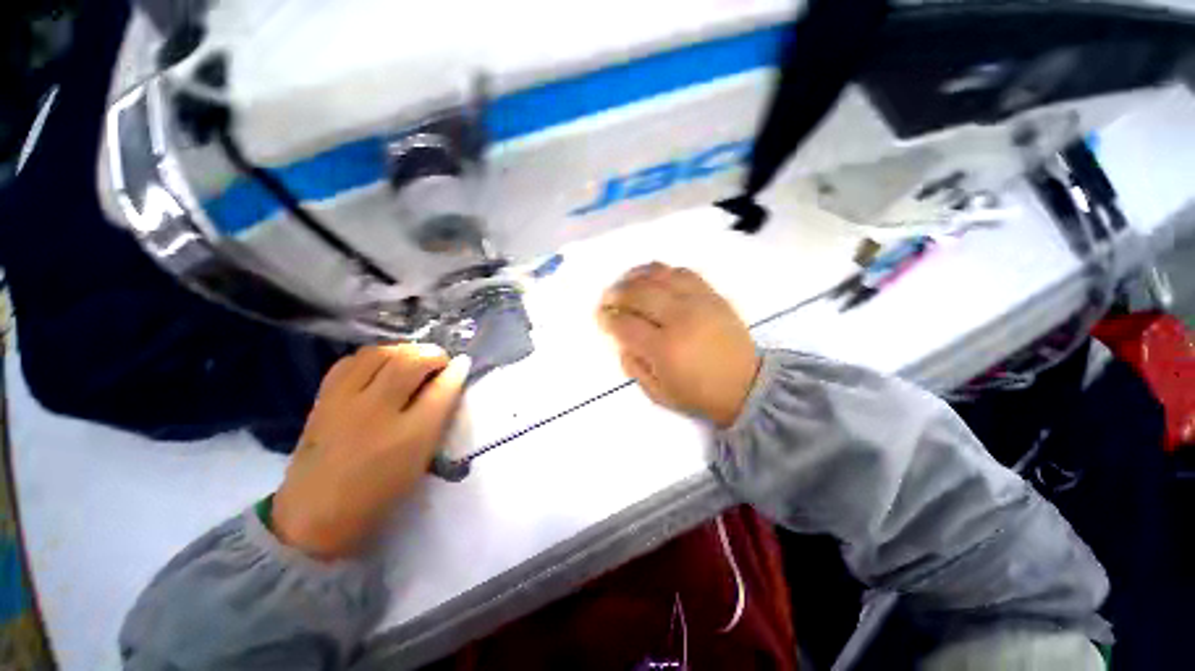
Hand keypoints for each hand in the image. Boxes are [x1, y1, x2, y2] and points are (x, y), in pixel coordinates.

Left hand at [272, 344, 470, 559]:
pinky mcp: (323, 399)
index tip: (462, 364)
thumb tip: (452, 380)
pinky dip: (373, 356)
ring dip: (404, 350)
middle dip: (432, 354)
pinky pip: (351, 361)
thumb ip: (439, 417)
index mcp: (409, 436)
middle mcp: (376, 412)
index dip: (456, 370)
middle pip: (409, 362)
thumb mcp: (421, 459)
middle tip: (440, 362)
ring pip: (379, 354)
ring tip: (413, 359)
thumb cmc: (379, 491)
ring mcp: (344, 402)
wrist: (315, 514)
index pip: (441, 389)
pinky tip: (381, 365)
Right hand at [597, 263, 759, 427]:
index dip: (608, 318)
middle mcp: (680, 319)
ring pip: (659, 276)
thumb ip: (633, 365)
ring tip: (625, 283)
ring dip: (635, 277)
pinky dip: (662, 271)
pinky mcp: (712, 295)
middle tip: (608, 299)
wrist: (747, 386)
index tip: (601, 317)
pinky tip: (653, 278)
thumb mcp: (658, 393)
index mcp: (664, 349)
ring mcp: (698, 302)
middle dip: (616, 293)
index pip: (626, 323)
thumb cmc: (700, 395)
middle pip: (639, 293)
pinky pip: (683, 272)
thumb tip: (621, 339)